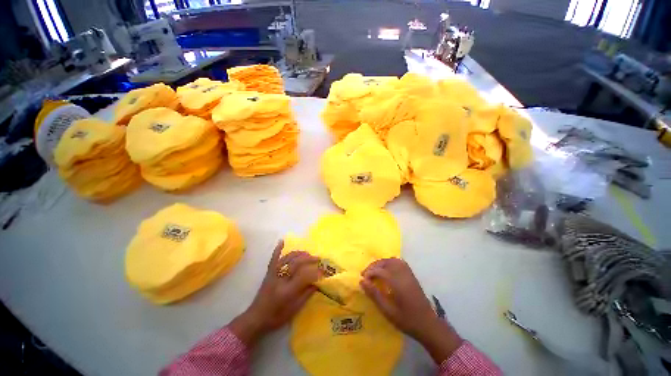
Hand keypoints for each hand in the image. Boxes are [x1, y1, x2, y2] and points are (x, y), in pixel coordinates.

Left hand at [229, 241, 319, 346]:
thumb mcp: (294, 310)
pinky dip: (277, 249)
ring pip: (287, 259)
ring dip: (299, 254)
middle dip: (309, 259)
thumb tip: (317, 283)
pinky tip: (282, 241)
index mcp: (287, 291)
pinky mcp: (269, 273)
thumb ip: (306, 295)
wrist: (256, 318)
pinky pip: (273, 259)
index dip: (315, 272)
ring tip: (307, 253)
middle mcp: (280, 279)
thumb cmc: (276, 317)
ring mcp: (274, 274)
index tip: (323, 271)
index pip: (304, 276)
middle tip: (318, 259)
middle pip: (296, 263)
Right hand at [360, 258, 462, 363]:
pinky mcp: (412, 275)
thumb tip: (362, 281)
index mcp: (397, 283)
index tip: (362, 280)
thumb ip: (374, 295)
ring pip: (392, 260)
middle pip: (385, 262)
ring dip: (382, 263)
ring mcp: (408, 273)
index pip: (379, 271)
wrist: (428, 325)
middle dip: (374, 266)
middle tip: (366, 274)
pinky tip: (387, 270)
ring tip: (375, 271)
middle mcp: (403, 274)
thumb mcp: (387, 311)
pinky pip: (399, 262)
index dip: (369, 273)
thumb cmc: (407, 320)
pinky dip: (390, 262)